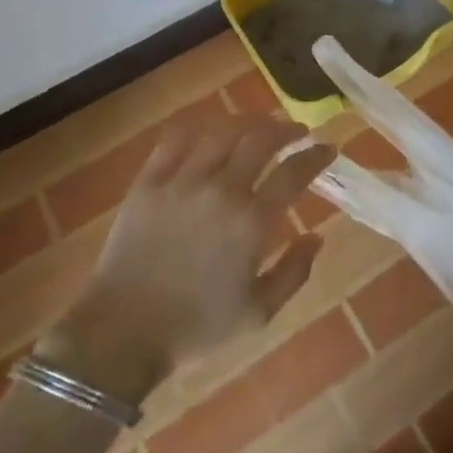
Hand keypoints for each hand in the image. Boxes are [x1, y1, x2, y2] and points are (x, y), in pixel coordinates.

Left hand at [39, 115, 336, 404]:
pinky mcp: (150, 180)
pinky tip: (210, 129)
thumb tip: (318, 236)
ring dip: (247, 122)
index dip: (315, 156)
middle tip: (296, 131)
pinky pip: (176, 139)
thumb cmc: (196, 327)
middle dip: (285, 129)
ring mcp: (182, 180)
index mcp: (251, 222)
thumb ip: (294, 273)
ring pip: (221, 131)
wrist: (124, 331)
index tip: (328, 148)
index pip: (293, 173)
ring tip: (259, 123)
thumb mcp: (258, 313)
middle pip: (260, 140)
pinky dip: (199, 127)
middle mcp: (221, 190)